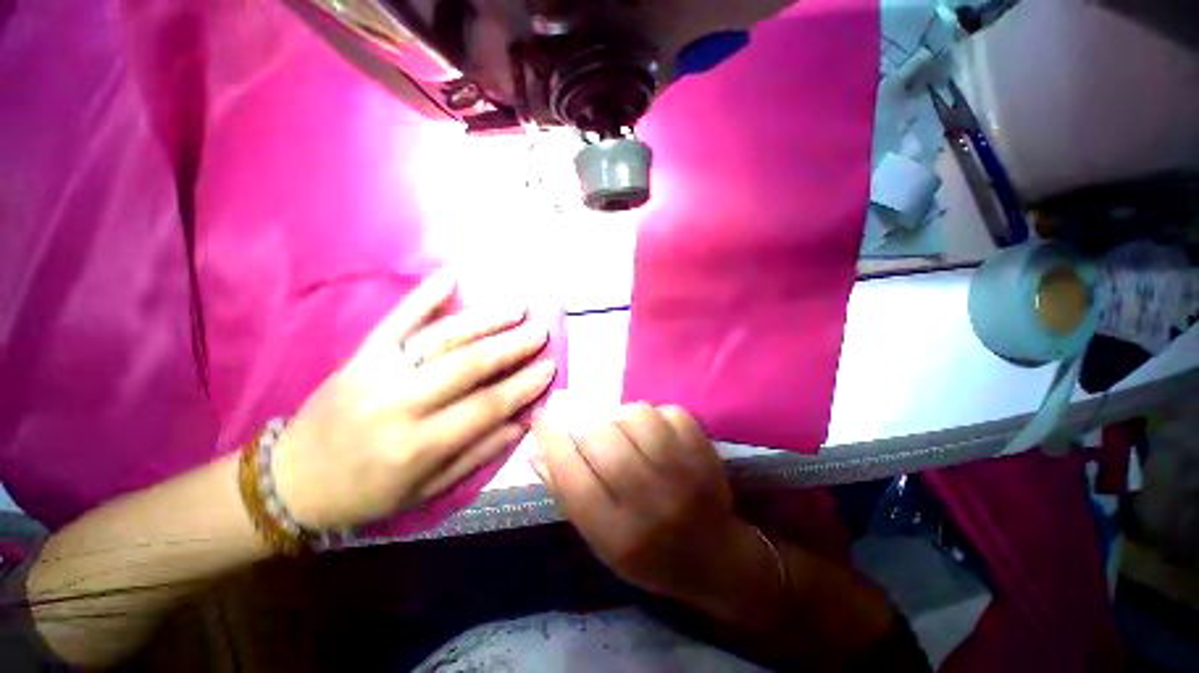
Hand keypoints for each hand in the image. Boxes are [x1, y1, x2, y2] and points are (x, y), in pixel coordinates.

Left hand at [273, 271, 557, 528]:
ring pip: (441, 338)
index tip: (550, 367)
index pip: (486, 406)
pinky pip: (397, 320)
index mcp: (419, 445)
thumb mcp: (427, 490)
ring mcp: (378, 372)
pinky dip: (425, 295)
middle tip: (540, 331)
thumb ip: (477, 454)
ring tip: (517, 307)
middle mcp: (401, 404)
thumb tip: (522, 422)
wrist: (291, 480)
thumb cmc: (366, 493)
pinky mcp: (361, 355)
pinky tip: (452, 276)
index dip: (523, 385)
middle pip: (469, 365)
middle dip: (512, 346)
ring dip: (484, 319)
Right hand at [532, 404, 773, 616]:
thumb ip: (567, 495)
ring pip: (637, 415)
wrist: (716, 559)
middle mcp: (649, 502)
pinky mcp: (704, 452)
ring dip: (623, 417)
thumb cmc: (649, 554)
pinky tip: (657, 435)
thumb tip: (537, 451)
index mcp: (617, 533)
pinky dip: (656, 416)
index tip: (543, 417)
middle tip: (597, 437)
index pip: (572, 478)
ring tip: (627, 433)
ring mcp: (683, 473)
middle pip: (603, 439)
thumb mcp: (600, 541)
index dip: (552, 441)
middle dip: (591, 430)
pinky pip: (669, 412)